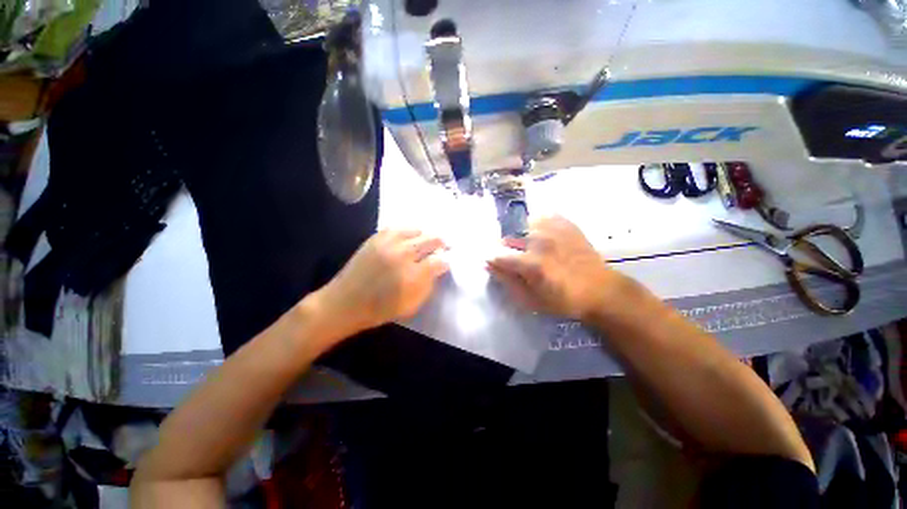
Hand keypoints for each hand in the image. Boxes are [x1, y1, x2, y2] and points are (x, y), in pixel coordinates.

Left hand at [314, 229, 448, 339]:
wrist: (345, 303)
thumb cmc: (380, 309)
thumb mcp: (411, 304)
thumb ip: (428, 284)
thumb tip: (439, 268)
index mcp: (413, 276)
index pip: (439, 261)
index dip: (446, 261)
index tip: (446, 263)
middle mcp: (402, 255)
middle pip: (431, 240)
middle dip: (440, 244)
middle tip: (442, 248)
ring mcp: (388, 243)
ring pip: (417, 230)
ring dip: (425, 236)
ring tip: (425, 242)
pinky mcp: (376, 238)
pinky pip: (398, 228)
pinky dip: (408, 232)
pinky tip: (409, 238)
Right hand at [487, 215, 627, 319]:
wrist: (601, 290)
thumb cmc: (564, 300)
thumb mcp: (532, 300)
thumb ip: (508, 281)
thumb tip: (489, 266)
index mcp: (532, 263)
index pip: (499, 256)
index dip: (493, 260)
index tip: (494, 264)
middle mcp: (541, 242)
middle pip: (510, 239)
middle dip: (507, 249)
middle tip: (517, 260)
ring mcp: (555, 230)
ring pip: (525, 226)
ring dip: (522, 237)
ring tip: (530, 248)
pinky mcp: (567, 225)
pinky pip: (544, 217)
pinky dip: (538, 224)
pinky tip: (542, 236)